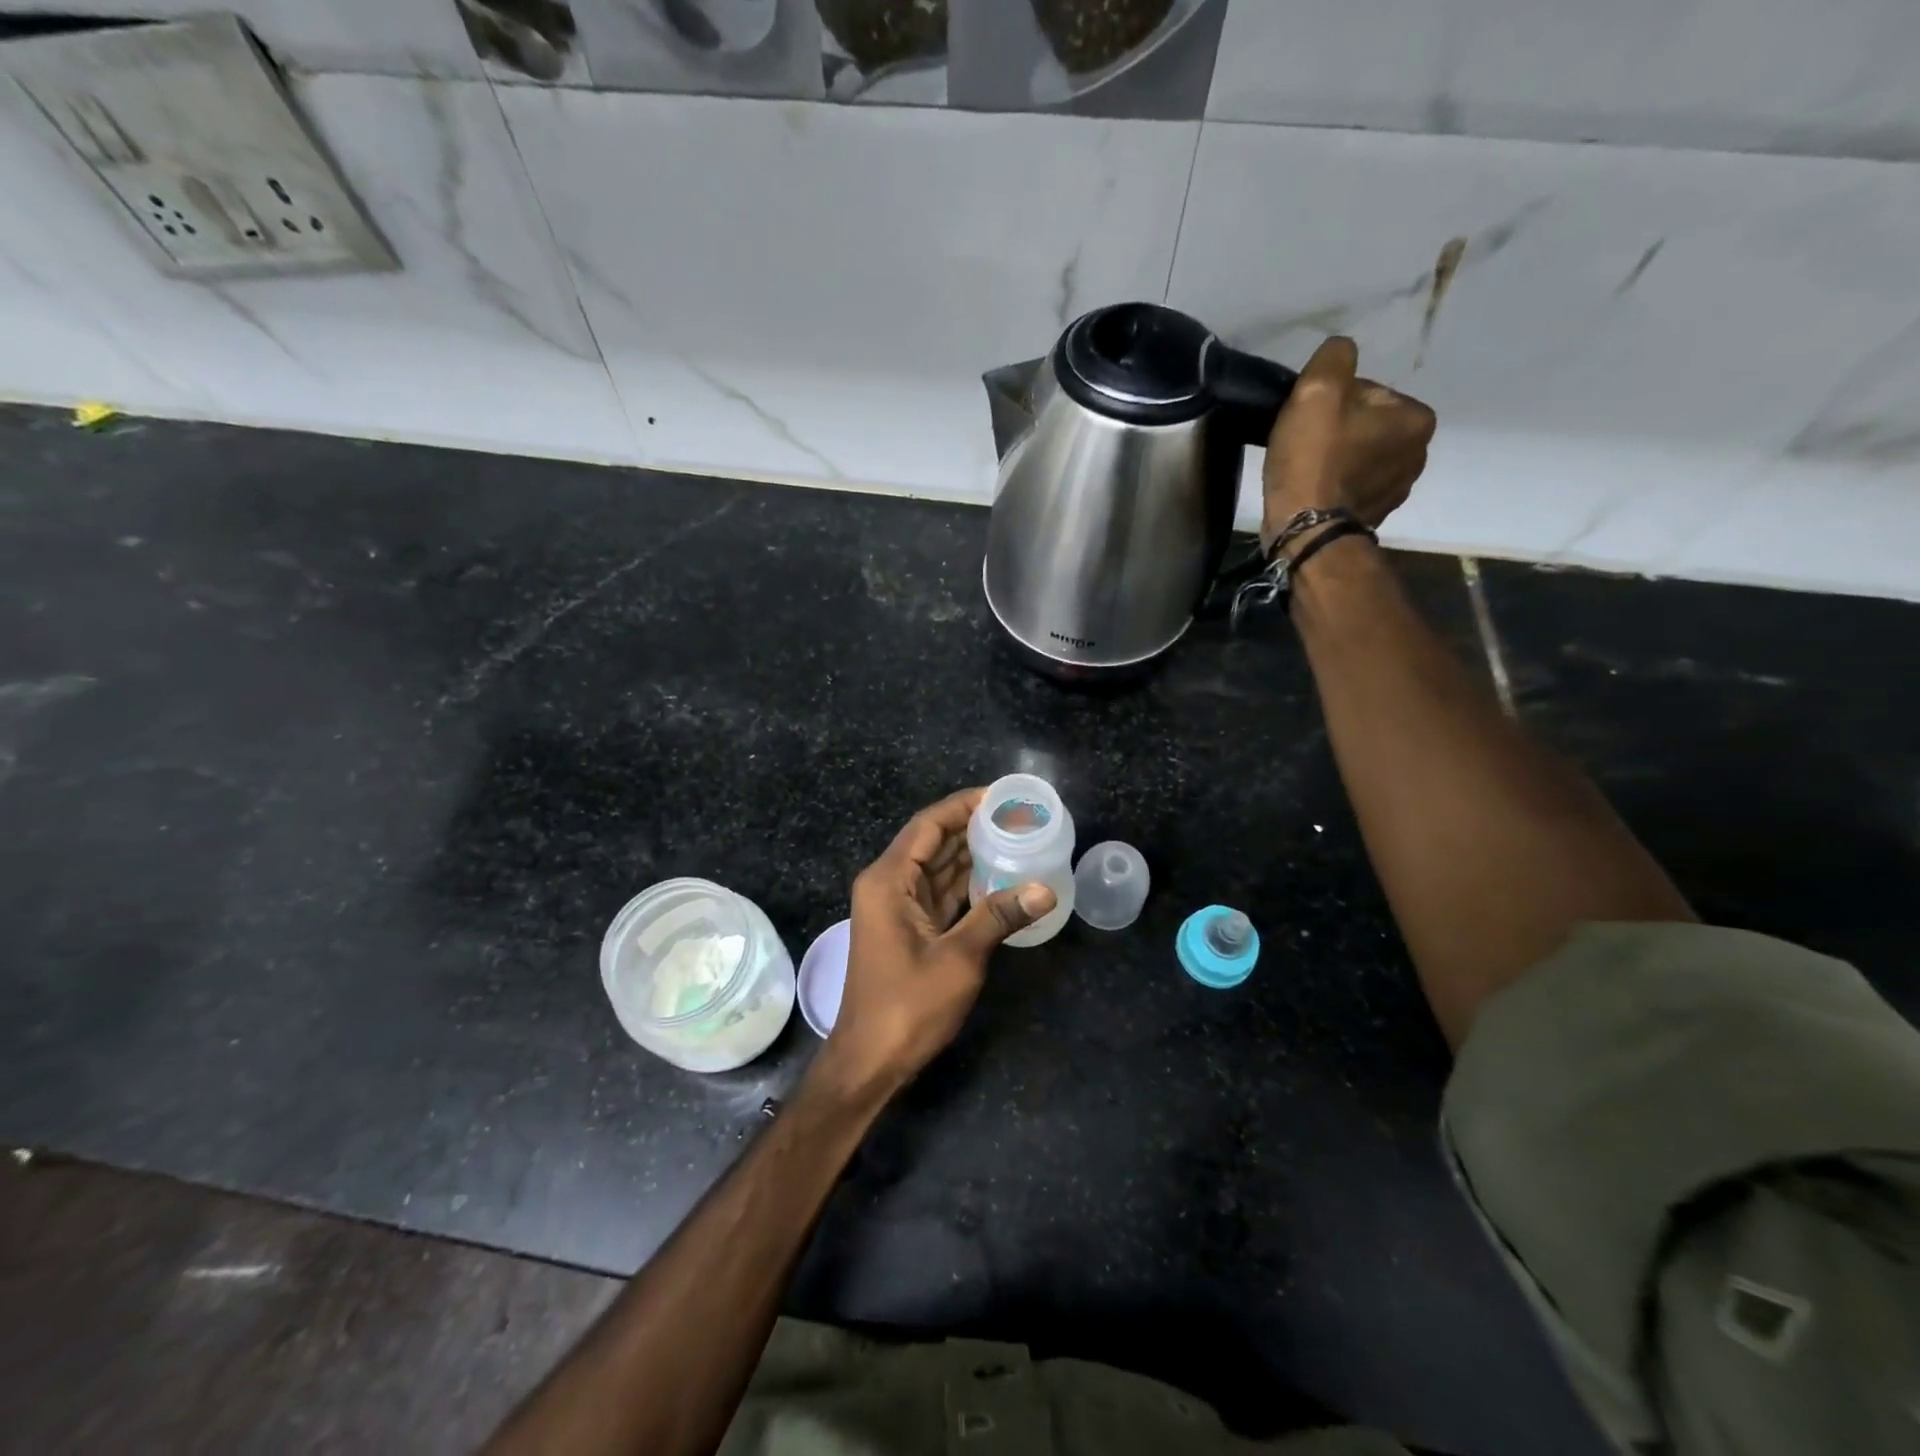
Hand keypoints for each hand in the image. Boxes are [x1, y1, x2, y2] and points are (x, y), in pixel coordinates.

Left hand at [813, 788, 1055, 1100]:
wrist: (869, 1060)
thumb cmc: (907, 1006)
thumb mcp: (959, 958)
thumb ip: (999, 916)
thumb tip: (1045, 889)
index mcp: (889, 880)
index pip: (928, 825)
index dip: (963, 805)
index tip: (1001, 796)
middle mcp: (888, 884)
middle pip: (932, 842)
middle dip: (972, 827)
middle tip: (1018, 817)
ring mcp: (895, 907)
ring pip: (937, 868)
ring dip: (971, 854)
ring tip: (1016, 838)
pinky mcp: (907, 928)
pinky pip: (939, 893)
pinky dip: (966, 884)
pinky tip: (999, 876)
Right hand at [1261, 336, 1435, 551]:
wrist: (1304, 530)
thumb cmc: (1314, 459)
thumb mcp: (1318, 389)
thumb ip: (1335, 356)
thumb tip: (1341, 352)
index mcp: (1416, 418)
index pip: (1368, 392)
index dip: (1331, 402)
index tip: (1309, 422)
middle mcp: (1418, 453)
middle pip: (1366, 425)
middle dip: (1337, 431)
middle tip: (1303, 447)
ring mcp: (1397, 490)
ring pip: (1358, 457)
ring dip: (1335, 459)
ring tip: (1305, 471)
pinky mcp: (1374, 515)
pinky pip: (1352, 487)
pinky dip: (1334, 485)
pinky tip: (1312, 491)